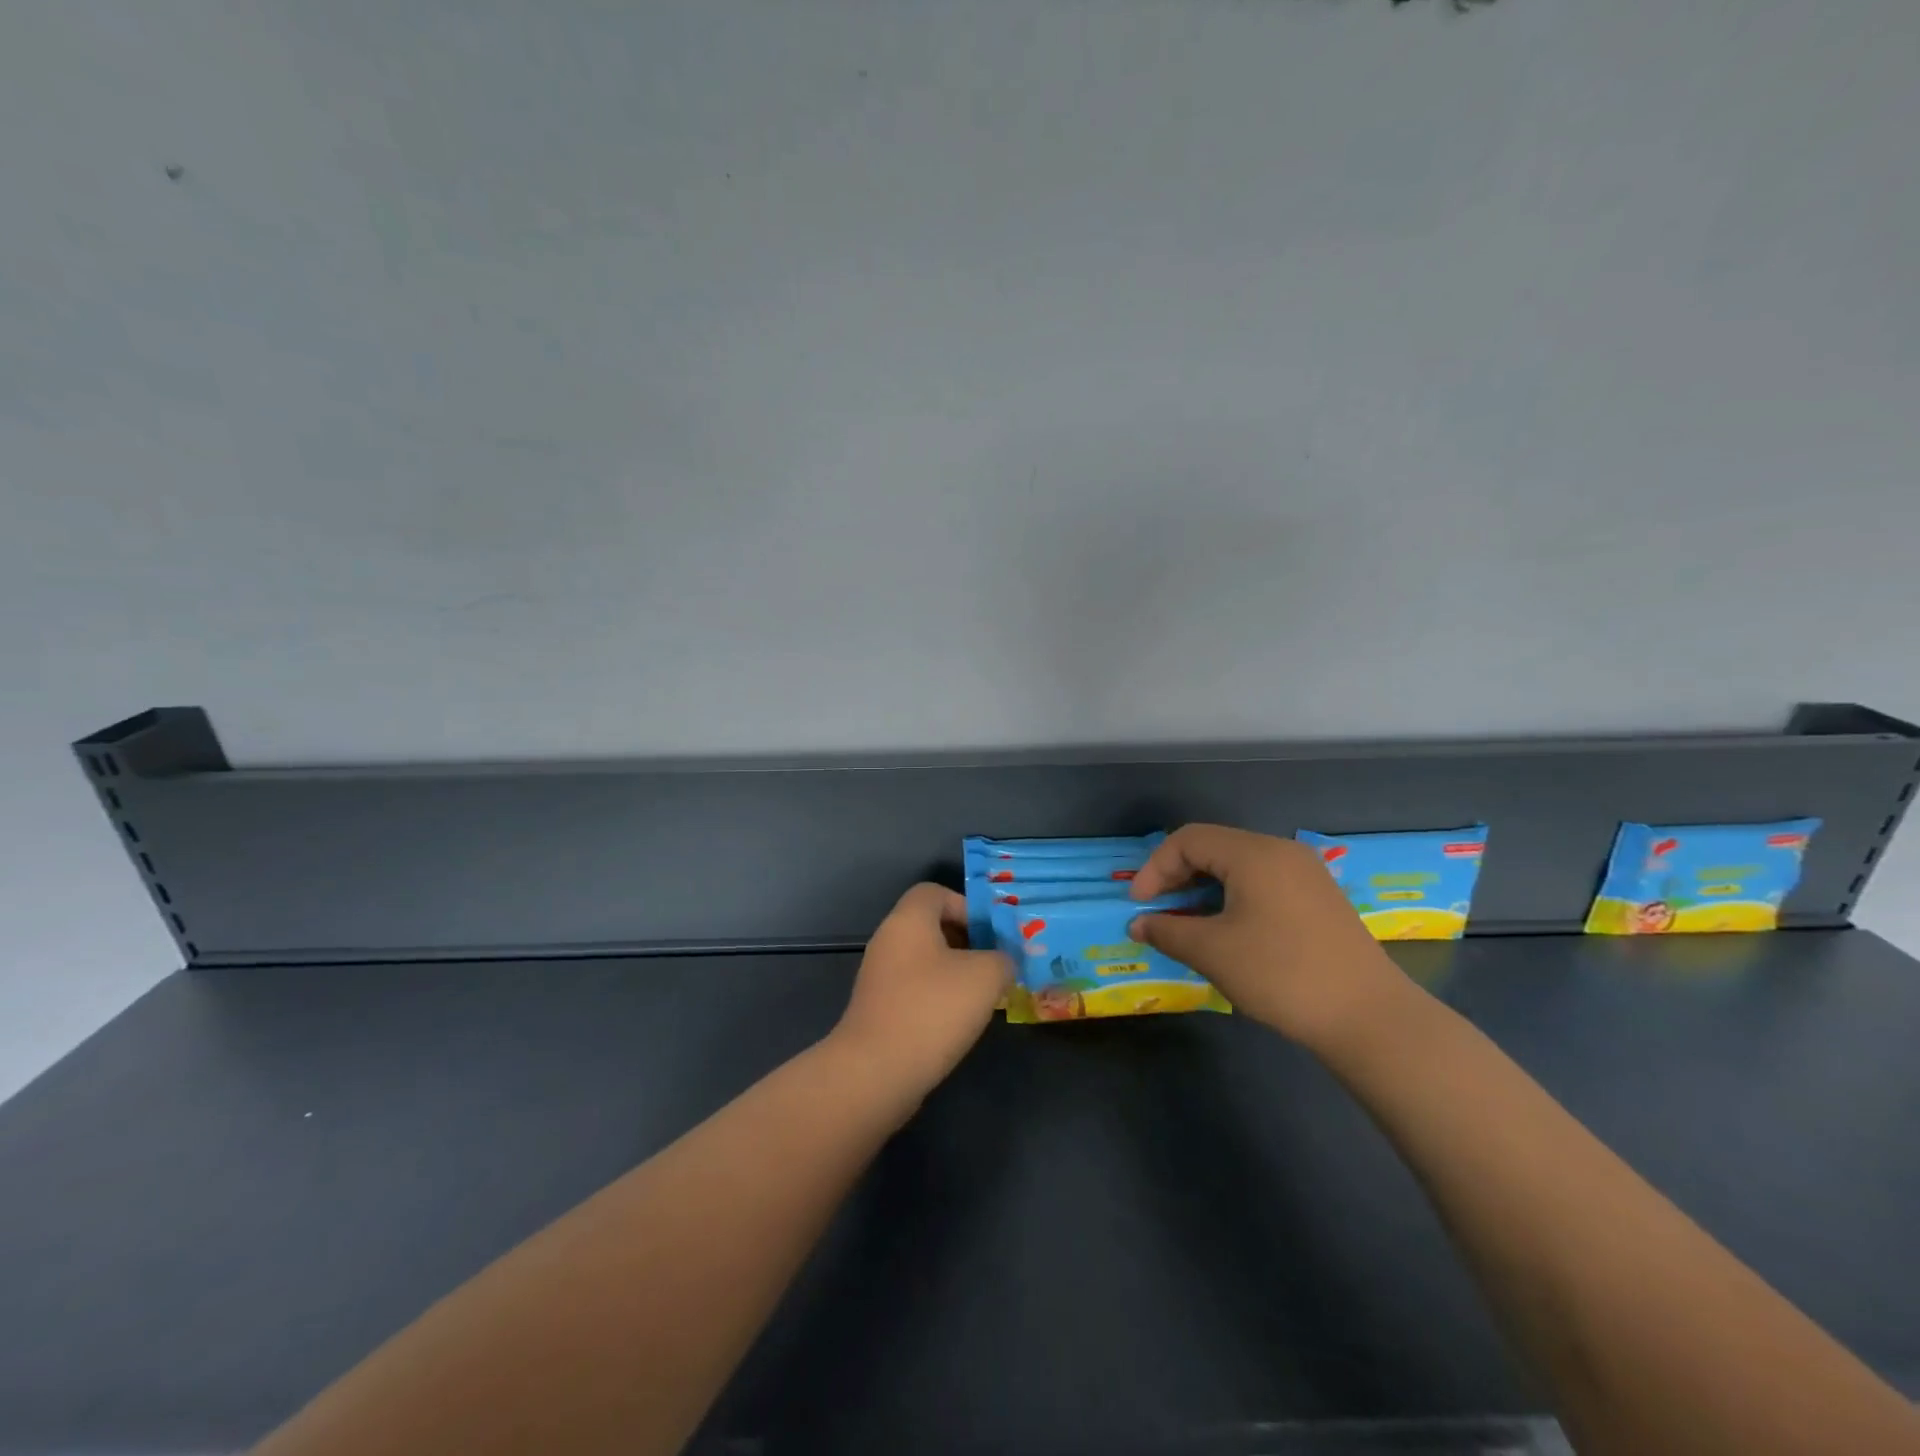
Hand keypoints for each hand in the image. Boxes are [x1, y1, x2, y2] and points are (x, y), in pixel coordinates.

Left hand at [829, 883, 1012, 1112]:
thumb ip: (1003, 959)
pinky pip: (914, 990)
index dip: (967, 906)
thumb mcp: (986, 976)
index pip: (935, 892)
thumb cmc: (933, 1009)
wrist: (876, 1071)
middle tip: (995, 966)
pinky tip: (956, 1023)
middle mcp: (888, 940)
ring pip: (924, 961)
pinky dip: (936, 998)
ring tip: (982, 998)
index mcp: (908, 920)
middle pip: (931, 926)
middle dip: (967, 942)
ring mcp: (879, 977)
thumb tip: (1002, 962)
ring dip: (954, 974)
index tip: (991, 936)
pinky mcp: (878, 1009)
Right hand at [1128, 824, 1407, 1050]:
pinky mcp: (1320, 898)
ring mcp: (1306, 874)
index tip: (1139, 905)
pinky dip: (1234, 897)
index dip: (1155, 868)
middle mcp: (1281, 851)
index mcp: (1254, 853)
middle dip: (1178, 877)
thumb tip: (1138, 924)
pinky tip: (1229, 931)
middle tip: (1159, 912)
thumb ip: (1167, 931)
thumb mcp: (1213, 952)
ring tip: (1189, 924)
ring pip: (1239, 866)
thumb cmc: (1281, 974)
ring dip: (1205, 889)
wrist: (1369, 1017)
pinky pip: (1264, 882)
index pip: (1189, 840)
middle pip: (1214, 847)